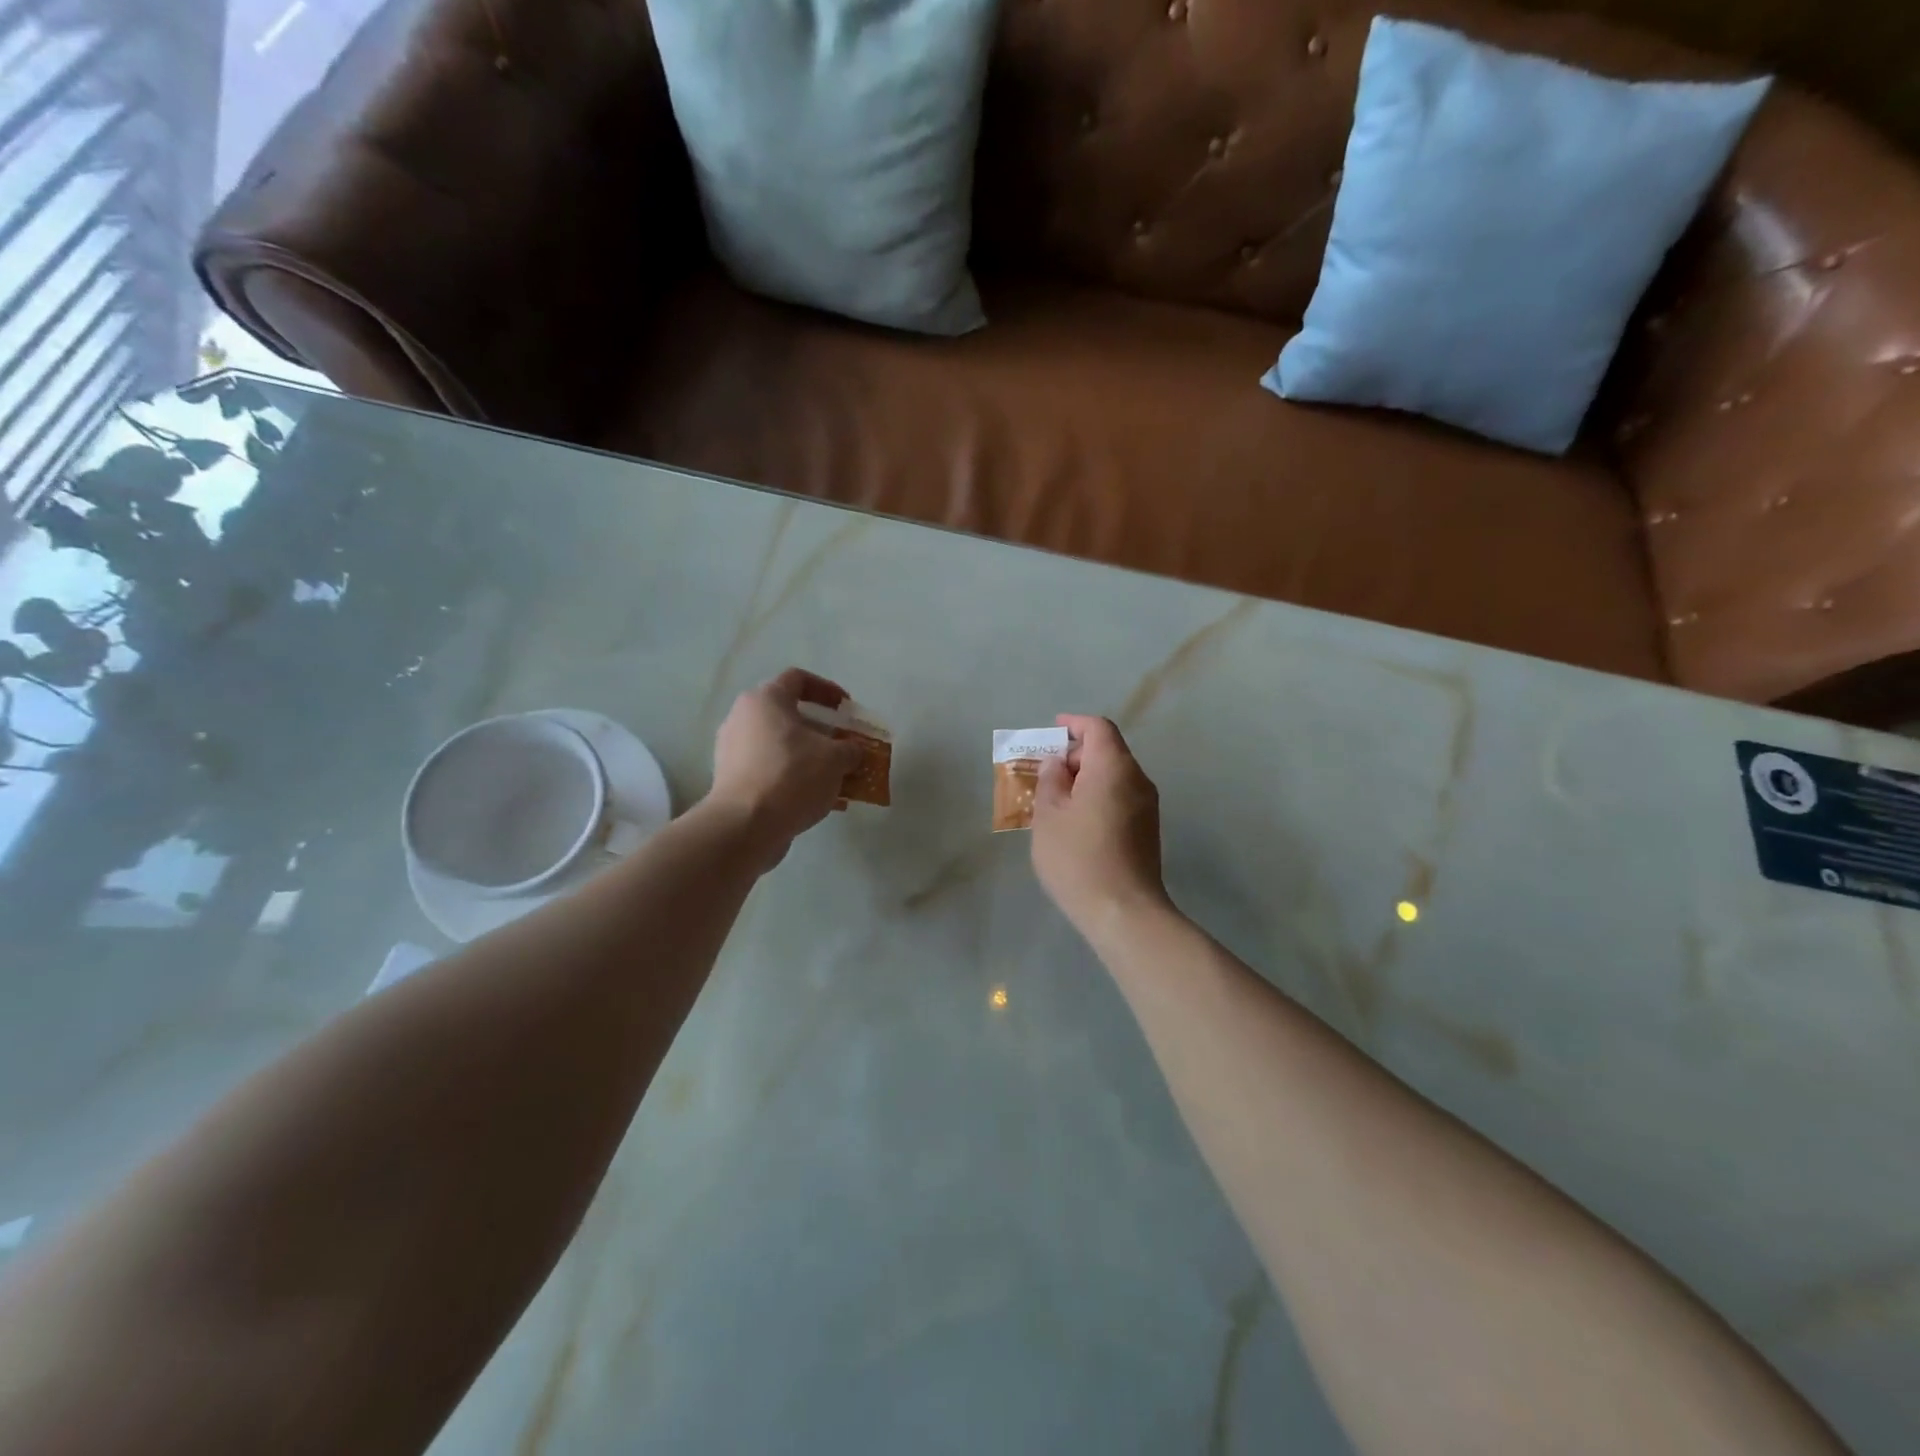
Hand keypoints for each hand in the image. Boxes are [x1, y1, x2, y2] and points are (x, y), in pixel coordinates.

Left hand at [706, 668, 862, 865]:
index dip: (827, 690)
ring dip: (811, 758)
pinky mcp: (732, 780)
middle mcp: (743, 718)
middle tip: (844, 745)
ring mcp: (733, 750)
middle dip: (822, 731)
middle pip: (789, 715)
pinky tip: (819, 800)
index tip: (847, 708)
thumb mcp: (835, 759)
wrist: (745, 825)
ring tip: (837, 778)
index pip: (798, 679)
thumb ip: (850, 748)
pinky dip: (795, 778)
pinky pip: (770, 770)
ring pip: (781, 746)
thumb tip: (853, 750)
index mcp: (765, 700)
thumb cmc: (792, 776)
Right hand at [1031, 714, 1169, 936]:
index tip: (1052, 729)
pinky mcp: (1147, 830)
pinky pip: (1120, 798)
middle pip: (1108, 752)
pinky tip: (1074, 821)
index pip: (1098, 728)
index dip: (1074, 724)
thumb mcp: (1049, 815)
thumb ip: (1050, 780)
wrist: (1123, 912)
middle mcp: (1138, 780)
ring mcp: (1147, 807)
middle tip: (1044, 774)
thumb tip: (1057, 764)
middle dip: (1075, 755)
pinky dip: (1097, 797)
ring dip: (1085, 779)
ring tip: (1054, 800)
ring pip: (1114, 777)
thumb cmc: (1078, 857)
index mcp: (1114, 767)